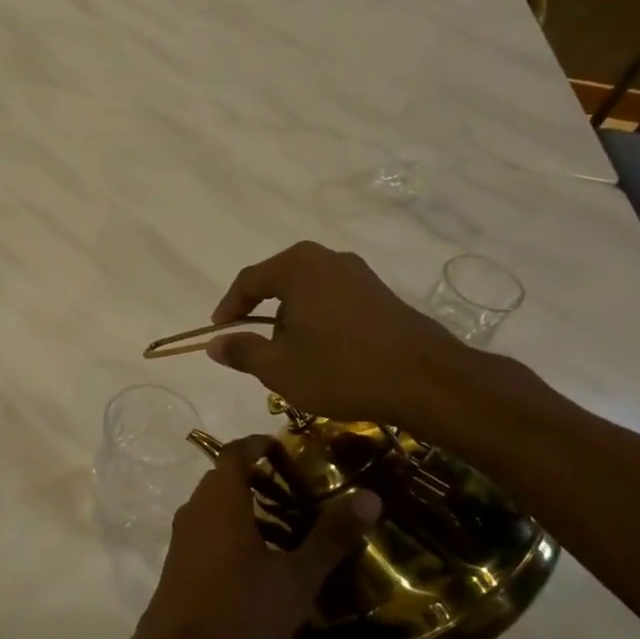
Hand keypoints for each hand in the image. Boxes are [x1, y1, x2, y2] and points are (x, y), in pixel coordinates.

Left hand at [127, 436, 380, 638]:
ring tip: (289, 522)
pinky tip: (261, 558)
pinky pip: (208, 528)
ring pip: (215, 505)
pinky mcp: (179, 561)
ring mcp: (183, 536)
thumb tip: (371, 496)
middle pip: (225, 476)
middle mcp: (196, 508)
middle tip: (300, 487)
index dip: (259, 443)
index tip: (288, 448)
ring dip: (246, 504)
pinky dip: (233, 527)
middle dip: (259, 475)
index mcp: (220, 499)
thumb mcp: (295, 577)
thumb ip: (331, 536)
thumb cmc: (240, 610)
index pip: (235, 452)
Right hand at [207, 240, 471, 427]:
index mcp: (297, 267)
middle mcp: (327, 259)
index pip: (249, 280)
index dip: (228, 307)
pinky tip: (323, 353)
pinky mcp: (381, 294)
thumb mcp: (279, 368)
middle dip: (261, 312)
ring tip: (288, 354)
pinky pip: (333, 300)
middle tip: (252, 343)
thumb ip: (242, 351)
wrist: (424, 380)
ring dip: (292, 319)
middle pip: (280, 281)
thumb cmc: (340, 369)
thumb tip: (215, 344)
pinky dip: (318, 321)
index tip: (217, 331)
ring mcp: (359, 274)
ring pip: (308, 292)